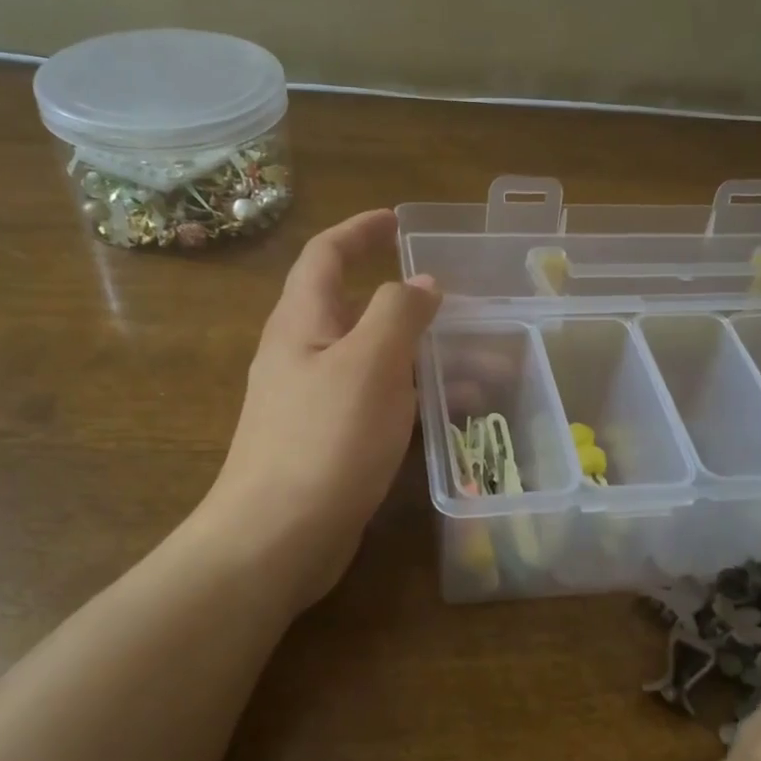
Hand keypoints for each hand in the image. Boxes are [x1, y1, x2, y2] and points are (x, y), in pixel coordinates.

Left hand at [203, 209, 439, 612]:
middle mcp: (303, 354)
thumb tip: (421, 283)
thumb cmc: (323, 440)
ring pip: (375, 362)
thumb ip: (397, 313)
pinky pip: (378, 404)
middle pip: (356, 309)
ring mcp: (314, 402)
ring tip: (484, 368)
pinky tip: (452, 415)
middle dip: (408, 303)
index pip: (326, 255)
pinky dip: (413, 399)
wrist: (276, 539)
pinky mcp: (330, 443)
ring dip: (423, 358)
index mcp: (302, 322)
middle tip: (460, 306)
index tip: (400, 221)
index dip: (361, 230)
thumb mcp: (369, 364)